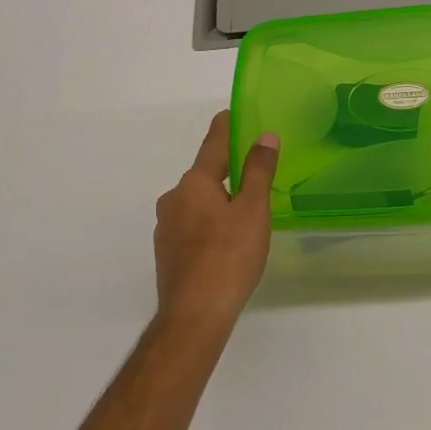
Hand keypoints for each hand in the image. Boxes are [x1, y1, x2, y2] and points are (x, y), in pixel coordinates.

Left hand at [153, 111, 279, 328]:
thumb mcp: (253, 210)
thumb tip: (264, 136)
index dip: (226, 127)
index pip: (213, 143)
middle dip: (227, 171)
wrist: (194, 316)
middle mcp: (174, 198)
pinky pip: (191, 225)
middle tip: (254, 172)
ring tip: (245, 214)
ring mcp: (166, 226)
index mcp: (194, 182)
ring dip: (218, 201)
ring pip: (197, 202)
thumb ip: (258, 171)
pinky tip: (226, 242)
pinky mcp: (167, 252)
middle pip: (204, 175)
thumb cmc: (229, 257)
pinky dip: (209, 224)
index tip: (234, 113)